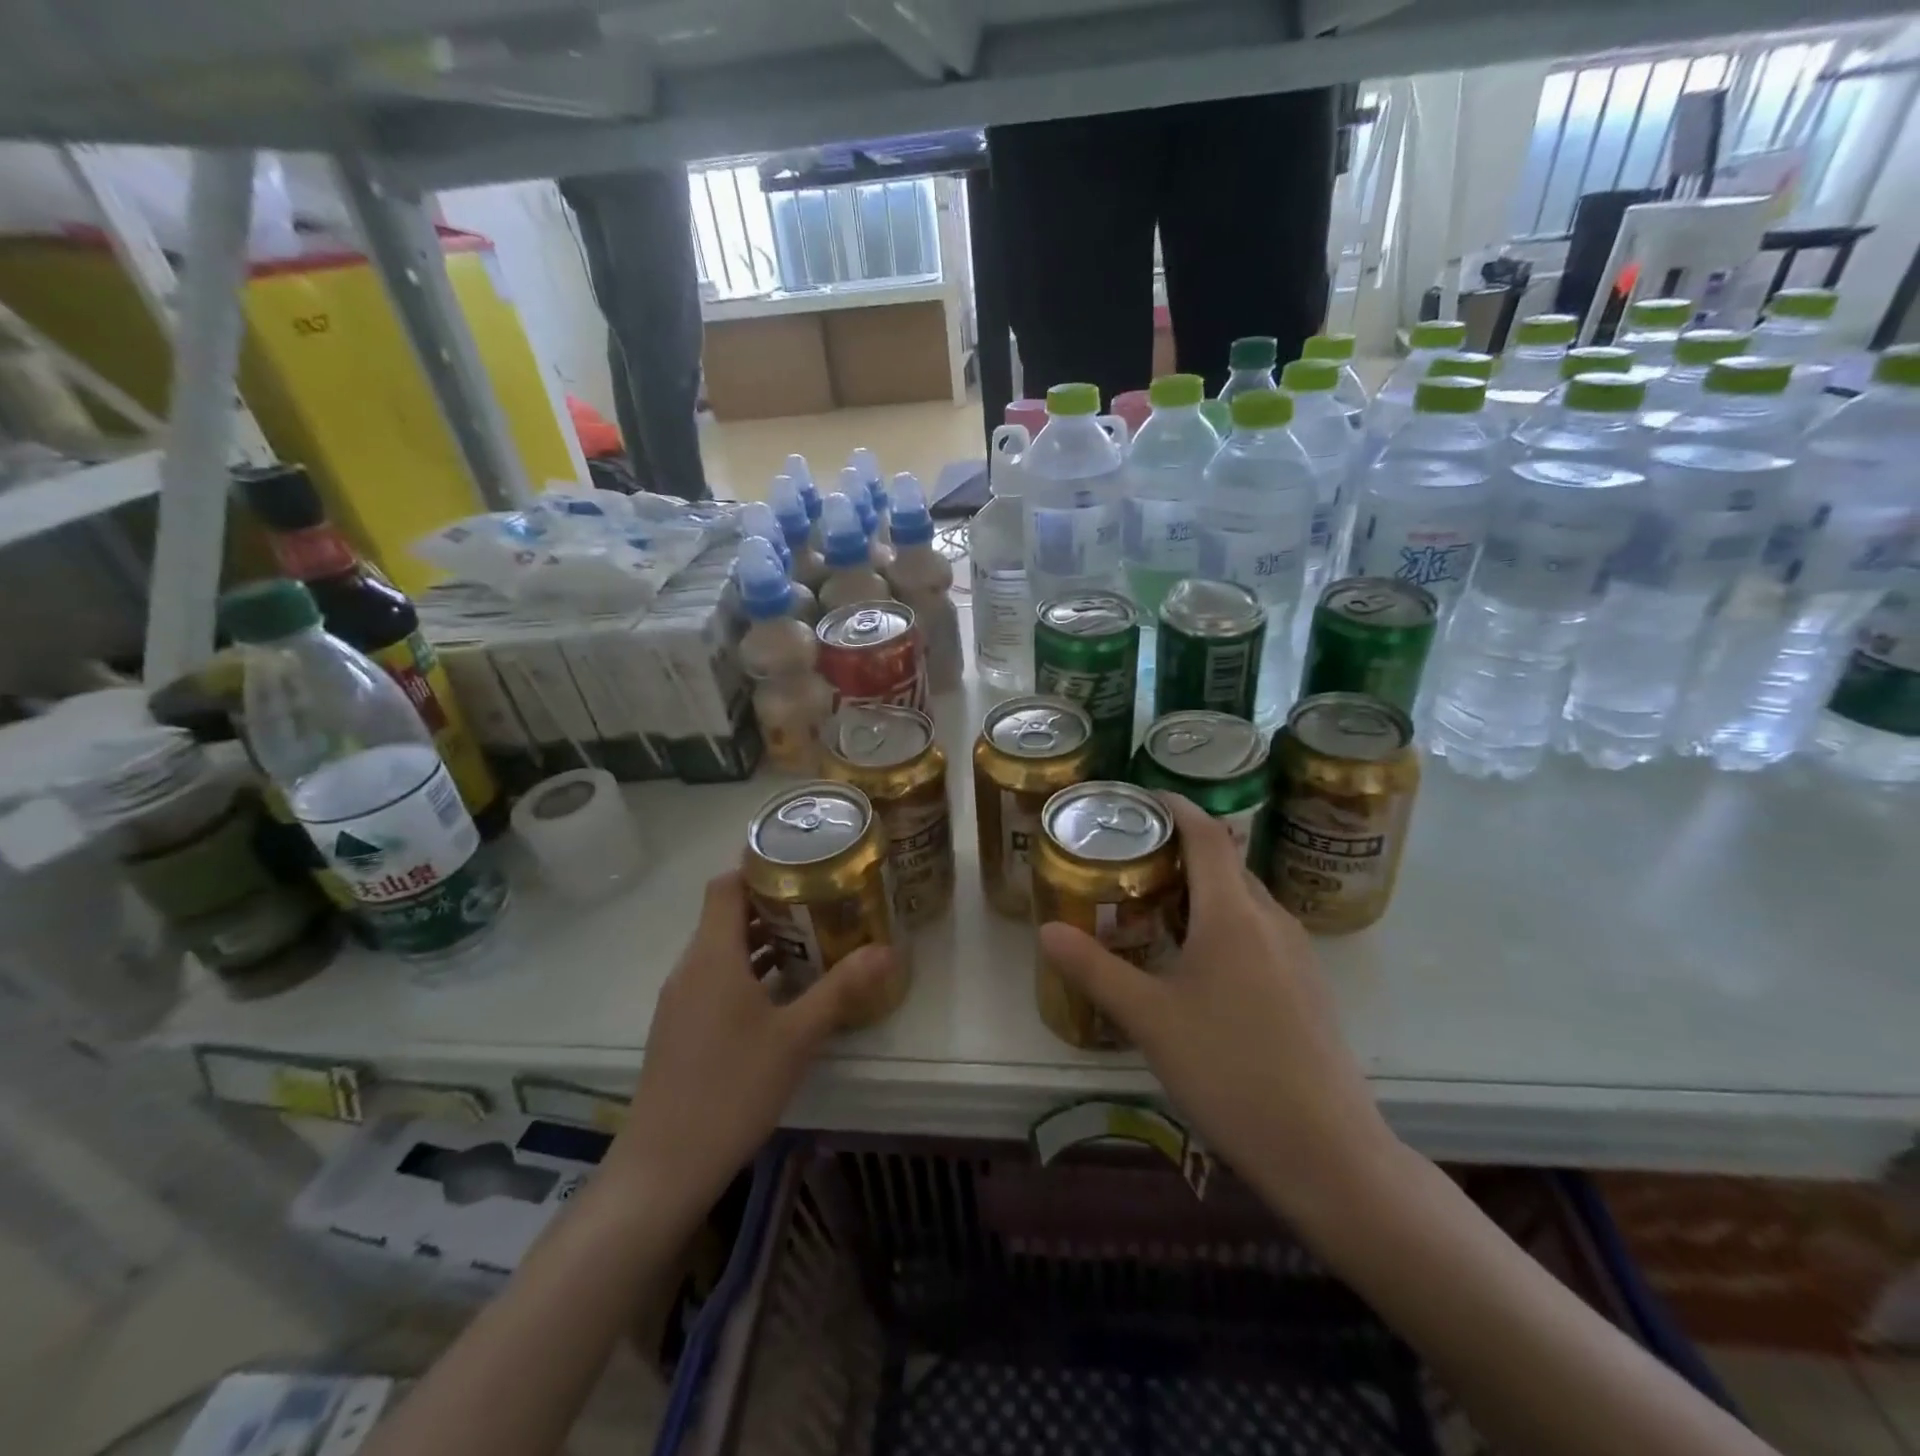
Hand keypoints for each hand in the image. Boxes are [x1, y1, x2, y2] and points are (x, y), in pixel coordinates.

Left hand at [611, 871, 895, 1215]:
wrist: (663, 1166)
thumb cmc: (732, 1088)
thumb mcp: (796, 1036)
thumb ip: (841, 989)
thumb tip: (888, 950)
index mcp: (712, 956)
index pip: (725, 885)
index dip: (758, 866)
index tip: (802, 862)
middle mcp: (690, 968)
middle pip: (726, 914)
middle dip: (773, 903)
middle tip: (822, 900)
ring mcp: (681, 1000)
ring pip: (722, 949)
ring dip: (762, 940)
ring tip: (812, 939)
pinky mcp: (680, 1028)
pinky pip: (715, 978)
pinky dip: (748, 970)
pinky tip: (783, 992)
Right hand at [1038, 794, 1399, 1224]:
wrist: (1327, 1151)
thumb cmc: (1230, 1071)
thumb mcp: (1149, 1019)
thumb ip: (1095, 969)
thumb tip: (1045, 929)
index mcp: (1234, 914)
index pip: (1206, 834)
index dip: (1174, 806)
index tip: (1138, 797)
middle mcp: (1272, 920)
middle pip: (1226, 862)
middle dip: (1180, 848)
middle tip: (1130, 858)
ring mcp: (1297, 954)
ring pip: (1244, 899)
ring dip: (1203, 888)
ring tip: (1156, 904)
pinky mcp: (1308, 986)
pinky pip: (1260, 930)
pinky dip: (1224, 922)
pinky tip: (1198, 962)